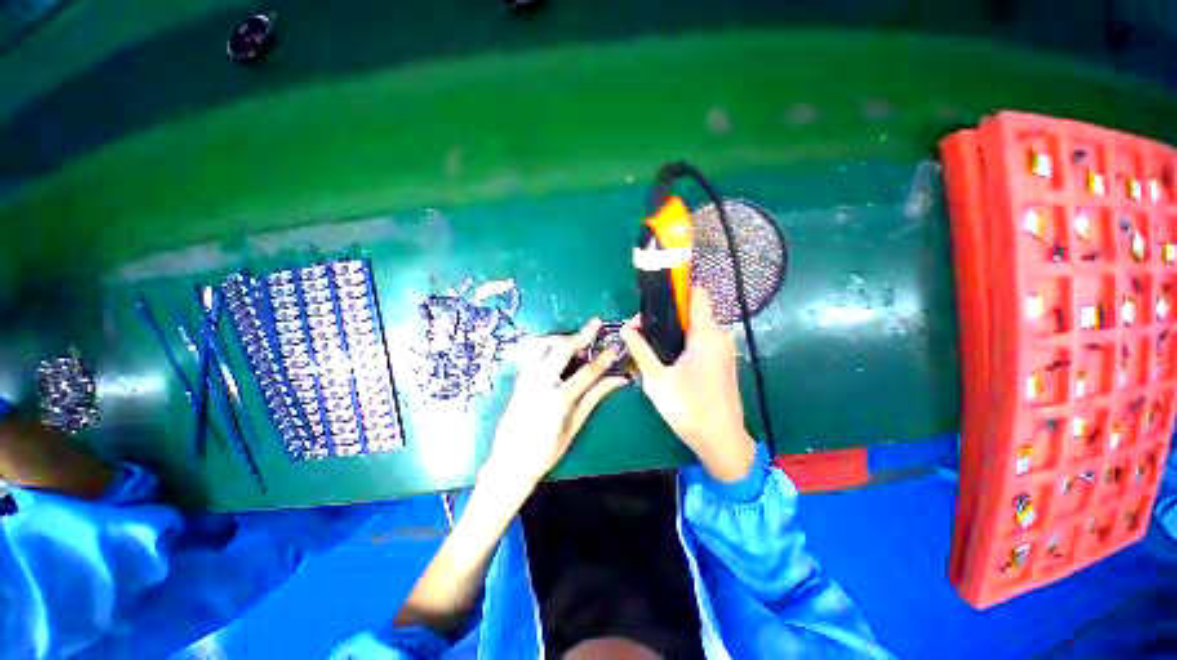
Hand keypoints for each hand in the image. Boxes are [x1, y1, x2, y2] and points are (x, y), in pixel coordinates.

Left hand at [485, 318, 629, 486]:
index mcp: (558, 400)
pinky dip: (544, 344)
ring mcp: (526, 380)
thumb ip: (594, 398)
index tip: (615, 347)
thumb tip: (618, 380)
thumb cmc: (546, 451)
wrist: (510, 462)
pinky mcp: (518, 380)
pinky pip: (530, 353)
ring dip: (561, 336)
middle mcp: (540, 384)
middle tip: (595, 323)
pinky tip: (554, 346)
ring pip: (542, 346)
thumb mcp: (574, 426)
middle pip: (561, 350)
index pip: (587, 372)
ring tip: (575, 336)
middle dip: (581, 334)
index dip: (604, 358)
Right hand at [621, 287, 755, 481]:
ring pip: (696, 327)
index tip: (653, 300)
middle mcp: (720, 335)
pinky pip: (702, 340)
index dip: (675, 290)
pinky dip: (684, 342)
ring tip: (649, 345)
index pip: (696, 293)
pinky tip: (667, 357)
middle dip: (666, 316)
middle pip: (692, 311)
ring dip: (673, 331)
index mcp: (706, 334)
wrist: (721, 440)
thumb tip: (625, 328)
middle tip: (641, 330)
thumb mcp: (657, 379)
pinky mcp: (723, 361)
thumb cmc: (689, 408)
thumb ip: (640, 350)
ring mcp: (724, 349)